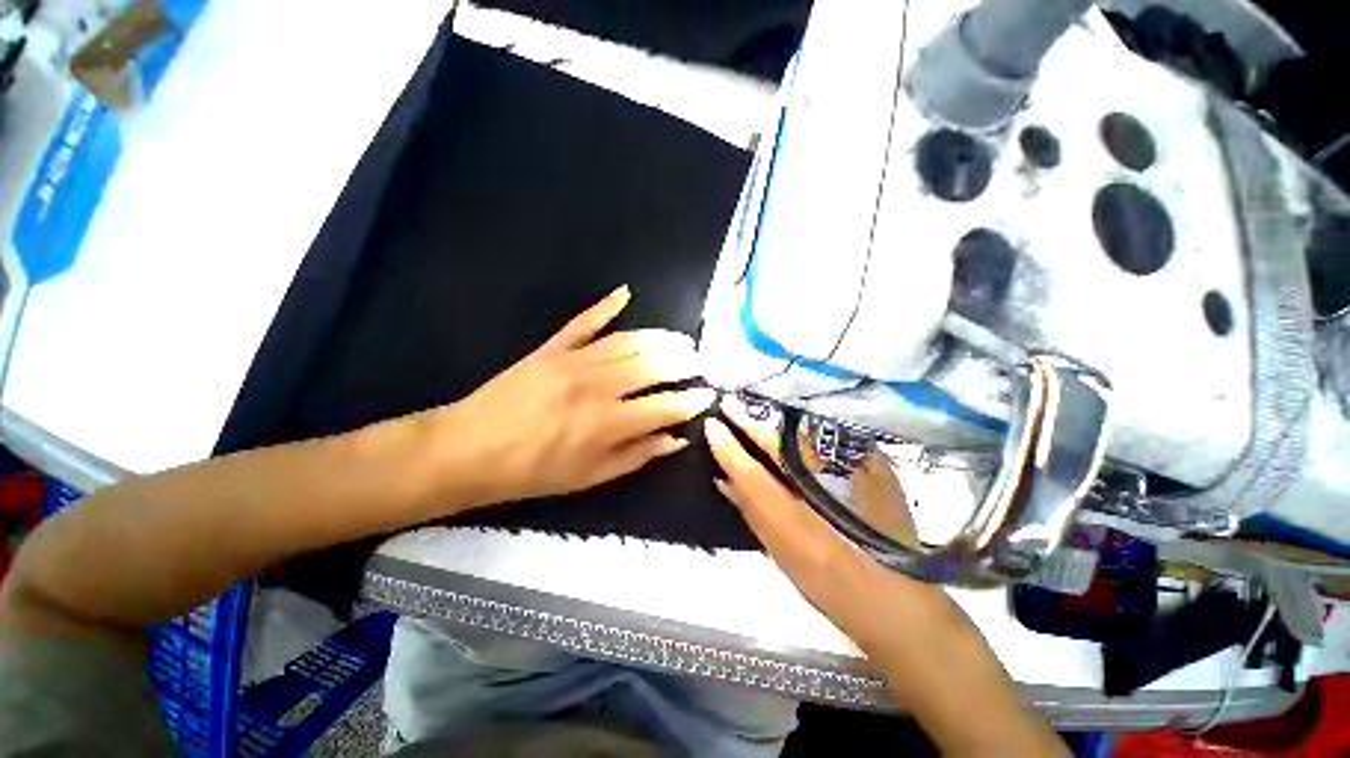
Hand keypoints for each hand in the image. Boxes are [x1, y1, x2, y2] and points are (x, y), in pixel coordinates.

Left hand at [438, 286, 715, 505]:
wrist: (472, 449)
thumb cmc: (535, 470)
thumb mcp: (591, 476)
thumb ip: (637, 454)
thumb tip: (675, 439)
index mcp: (608, 423)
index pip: (664, 406)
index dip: (690, 400)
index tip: (707, 394)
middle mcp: (598, 386)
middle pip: (652, 367)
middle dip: (683, 363)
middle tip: (699, 361)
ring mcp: (574, 361)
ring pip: (628, 342)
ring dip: (659, 338)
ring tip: (680, 339)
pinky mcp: (553, 347)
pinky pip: (584, 322)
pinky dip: (606, 306)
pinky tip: (625, 293)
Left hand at [707, 397, 1067, 756]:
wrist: (908, 633)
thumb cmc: (900, 558)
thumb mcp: (878, 497)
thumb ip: (845, 463)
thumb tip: (810, 434)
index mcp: (798, 526)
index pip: (751, 477)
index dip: (730, 448)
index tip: (715, 421)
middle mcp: (778, 539)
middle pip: (741, 492)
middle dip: (726, 457)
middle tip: (719, 427)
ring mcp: (780, 555)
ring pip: (745, 508)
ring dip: (733, 476)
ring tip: (725, 447)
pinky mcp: (787, 565)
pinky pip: (756, 522)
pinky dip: (746, 497)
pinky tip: (745, 486)